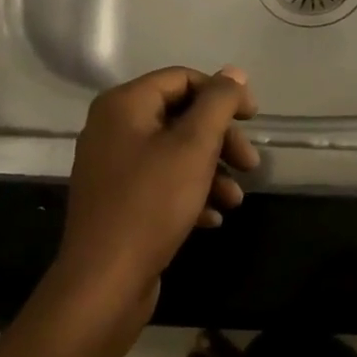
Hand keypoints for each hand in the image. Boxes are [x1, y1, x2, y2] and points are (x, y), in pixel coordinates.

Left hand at [50, 66, 258, 331]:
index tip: (253, 119)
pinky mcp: (118, 201)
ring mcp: (113, 166)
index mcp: (124, 105)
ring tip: (236, 199)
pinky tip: (213, 217)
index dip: (223, 94)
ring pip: (175, 153)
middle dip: (221, 139)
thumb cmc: (152, 203)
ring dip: (211, 170)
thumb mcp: (194, 145)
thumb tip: (234, 72)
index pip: (183, 79)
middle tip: (250, 164)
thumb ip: (218, 102)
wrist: (103, 283)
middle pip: (181, 116)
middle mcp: (113, 128)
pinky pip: (161, 182)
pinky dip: (190, 193)